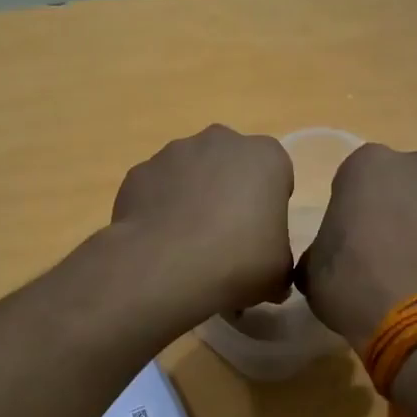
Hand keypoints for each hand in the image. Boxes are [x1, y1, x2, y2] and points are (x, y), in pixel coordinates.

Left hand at [111, 125, 294, 325]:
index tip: (260, 235)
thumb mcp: (278, 273)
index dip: (269, 205)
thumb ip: (278, 261)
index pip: (275, 174)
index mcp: (265, 157)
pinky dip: (158, 209)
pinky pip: (155, 189)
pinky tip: (159, 243)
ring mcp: (172, 153)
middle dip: (228, 192)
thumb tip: (268, 275)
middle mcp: (219, 141)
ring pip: (189, 173)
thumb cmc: (238, 262)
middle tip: (225, 238)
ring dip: (192, 198)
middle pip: (230, 165)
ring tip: (187, 244)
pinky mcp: (138, 173)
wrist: (165, 268)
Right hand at [299, 145, 416, 347]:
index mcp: (369, 166)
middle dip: (400, 208)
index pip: (357, 177)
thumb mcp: (313, 271)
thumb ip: (322, 247)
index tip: (355, 239)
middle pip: (407, 182)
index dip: (356, 208)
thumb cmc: (355, 289)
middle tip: (392, 252)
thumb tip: (331, 255)